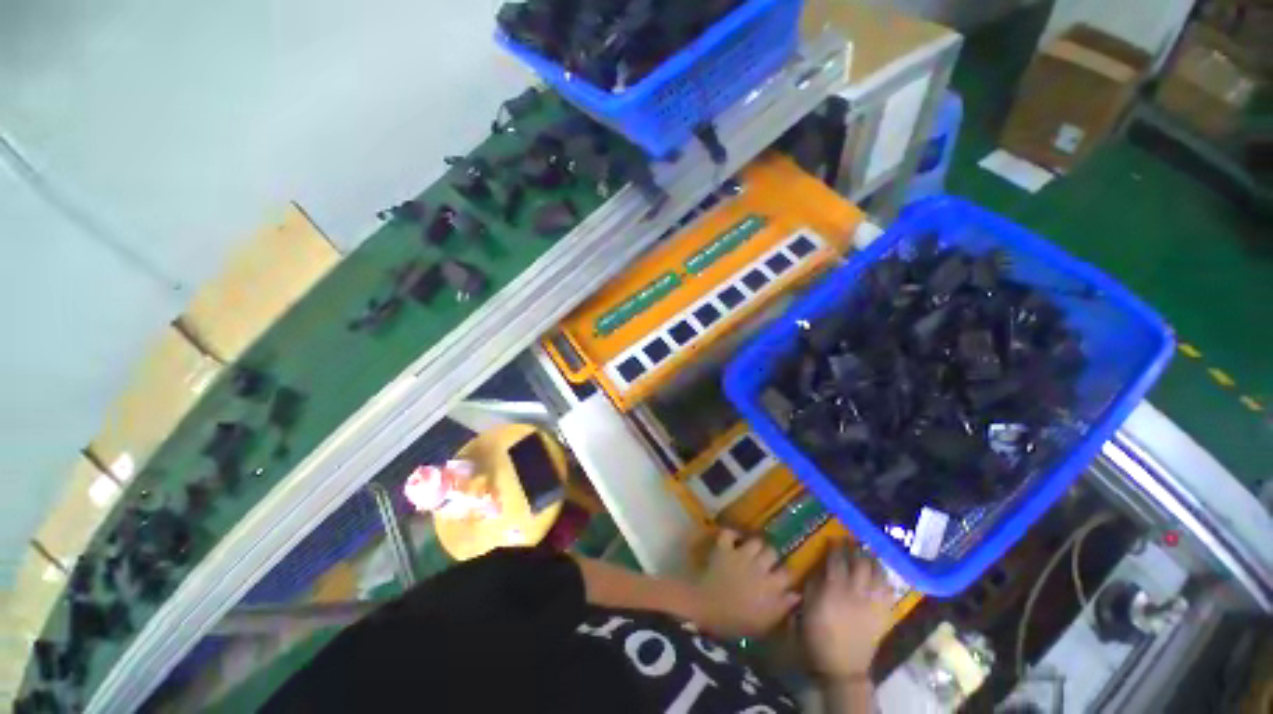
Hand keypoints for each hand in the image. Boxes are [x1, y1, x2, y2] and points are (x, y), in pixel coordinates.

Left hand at [694, 530, 799, 637]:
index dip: (787, 573)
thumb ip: (782, 607)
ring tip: (752, 551)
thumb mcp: (764, 623)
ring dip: (755, 545)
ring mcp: (740, 554)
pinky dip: (732, 534)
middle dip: (771, 556)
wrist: (705, 610)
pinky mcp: (723, 548)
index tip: (784, 576)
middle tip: (766, 563)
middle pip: (772, 552)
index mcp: (771, 586)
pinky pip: (729, 534)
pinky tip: (734, 539)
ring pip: (755, 541)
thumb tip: (797, 595)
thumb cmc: (735, 623)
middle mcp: (759, 566)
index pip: (788, 573)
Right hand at [802, 547, 893, 680]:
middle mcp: (856, 593)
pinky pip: (888, 591)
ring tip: (868, 553)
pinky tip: (880, 574)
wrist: (842, 666)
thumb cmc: (818, 634)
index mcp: (834, 590)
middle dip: (856, 549)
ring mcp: (872, 604)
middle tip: (852, 541)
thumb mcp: (807, 606)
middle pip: (860, 563)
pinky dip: (885, 579)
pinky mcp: (883, 615)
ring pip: (877, 574)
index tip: (834, 539)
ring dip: (873, 561)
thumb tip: (821, 567)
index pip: (837, 560)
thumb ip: (814, 583)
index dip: (836, 547)